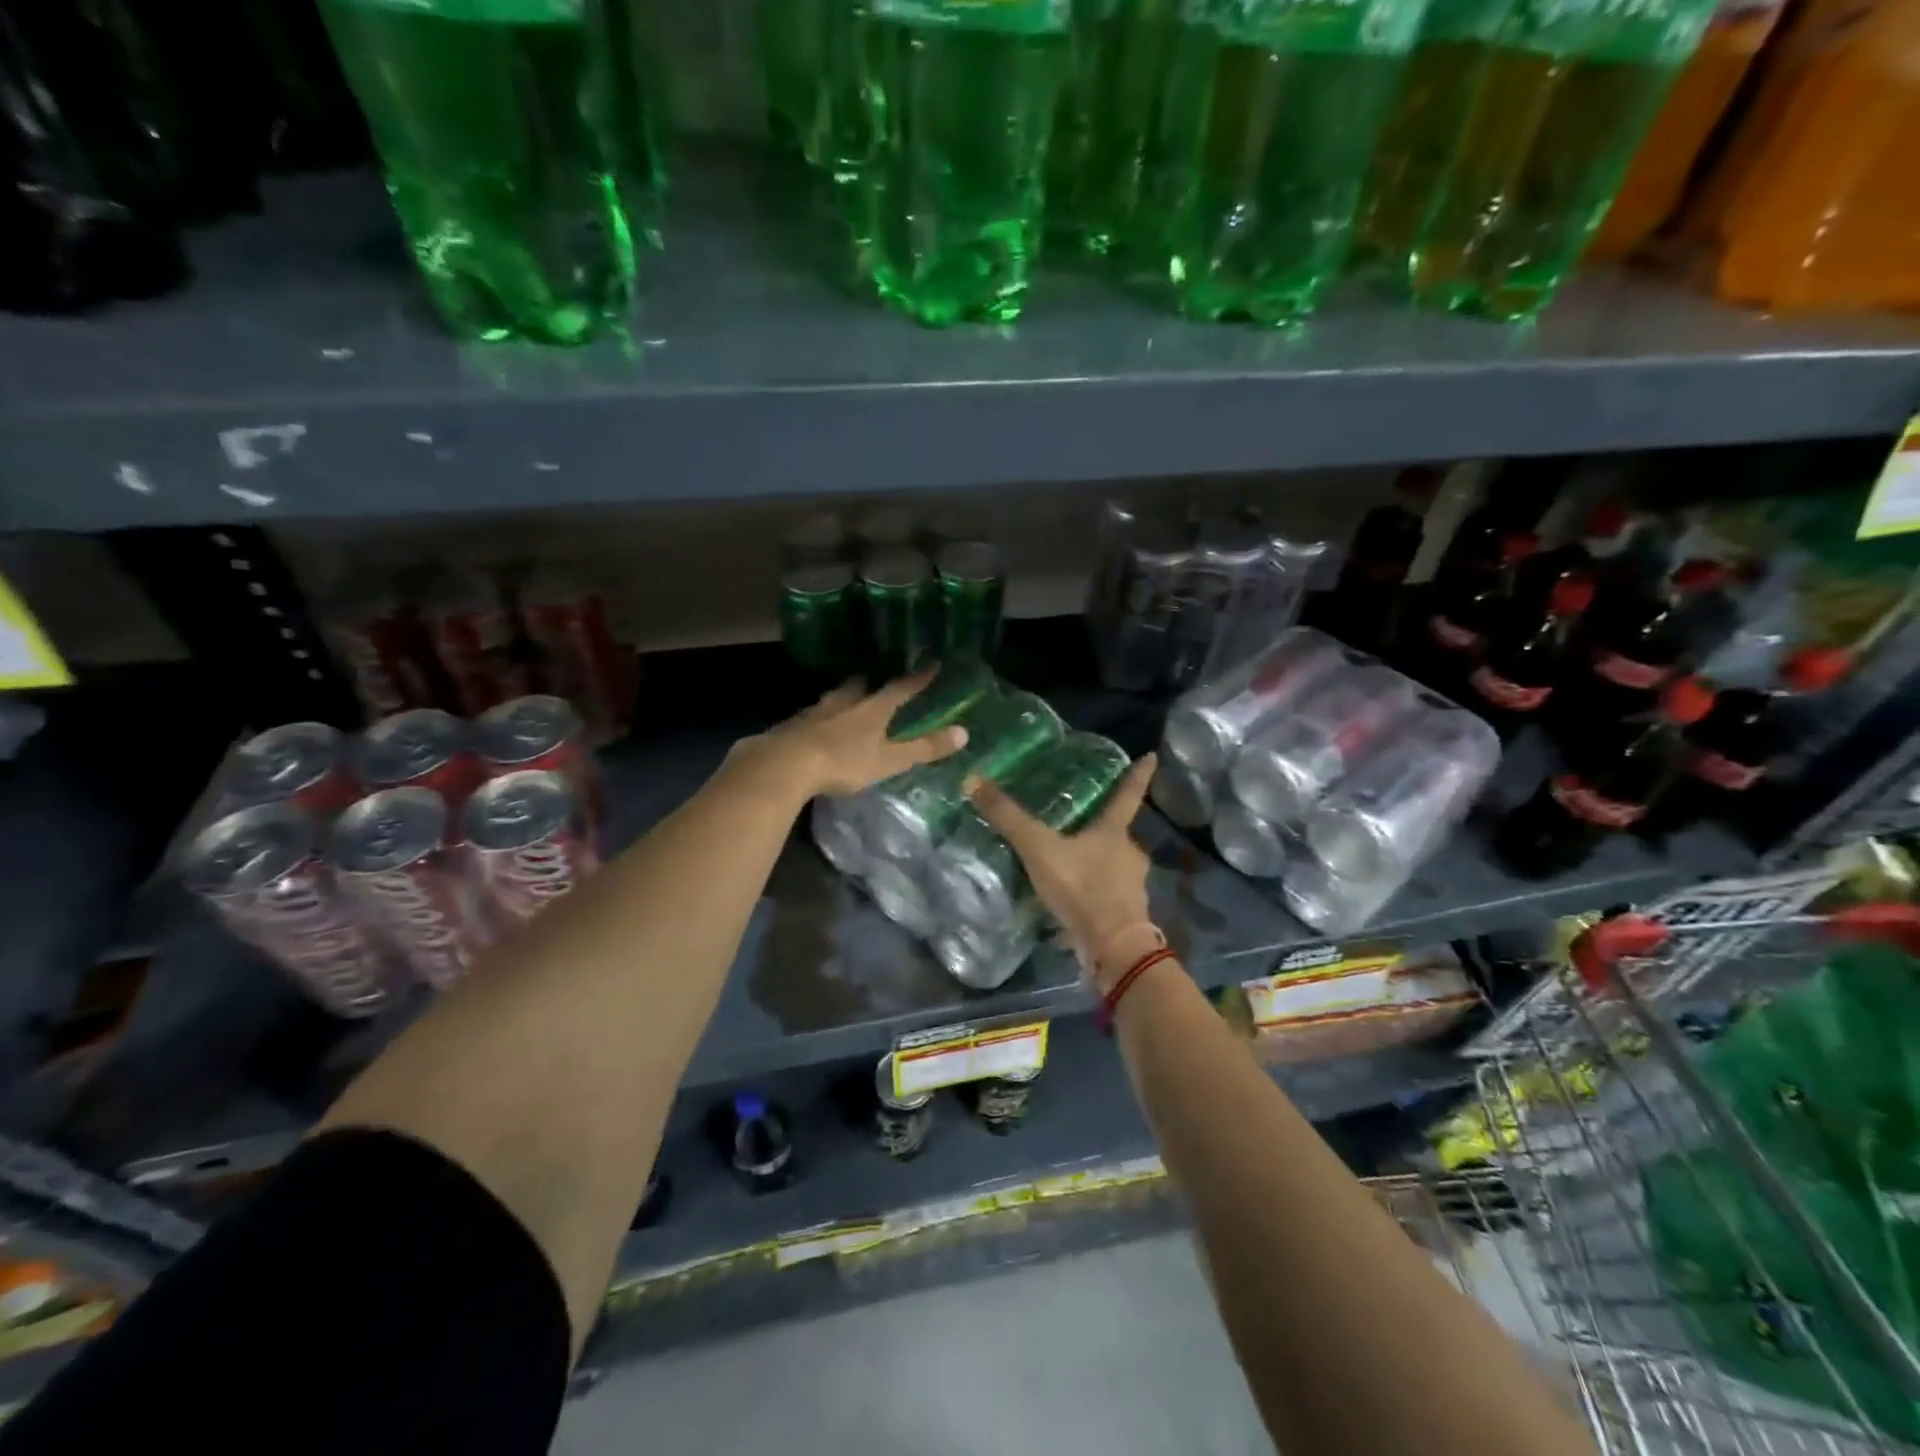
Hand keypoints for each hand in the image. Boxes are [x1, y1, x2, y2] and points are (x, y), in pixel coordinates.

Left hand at [748, 670, 967, 799]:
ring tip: (846, 700)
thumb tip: (964, 733)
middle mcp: (843, 703)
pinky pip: (811, 716)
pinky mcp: (792, 726)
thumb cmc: (842, 762)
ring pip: (833, 699)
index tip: (932, 664)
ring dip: (842, 698)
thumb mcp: (888, 760)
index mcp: (871, 709)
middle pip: (860, 686)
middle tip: (876, 680)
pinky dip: (819, 718)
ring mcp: (814, 712)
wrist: (784, 765)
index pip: (900, 688)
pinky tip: (816, 727)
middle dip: (870, 683)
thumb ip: (923, 749)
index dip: (917, 679)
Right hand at [966, 752, 1159, 990]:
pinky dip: (1091, 891)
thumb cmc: (1081, 887)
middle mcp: (1129, 854)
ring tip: (1068, 860)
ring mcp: (1131, 885)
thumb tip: (973, 780)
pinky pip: (1105, 893)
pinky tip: (1070, 896)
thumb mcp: (1039, 849)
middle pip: (1117, 832)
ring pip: (1112, 865)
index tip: (1151, 756)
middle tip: (1080, 819)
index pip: (1128, 794)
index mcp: (1114, 832)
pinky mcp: (1125, 913)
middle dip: (1102, 826)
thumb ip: (1008, 818)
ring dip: (1095, 861)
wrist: (1111, 947)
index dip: (1138, 775)